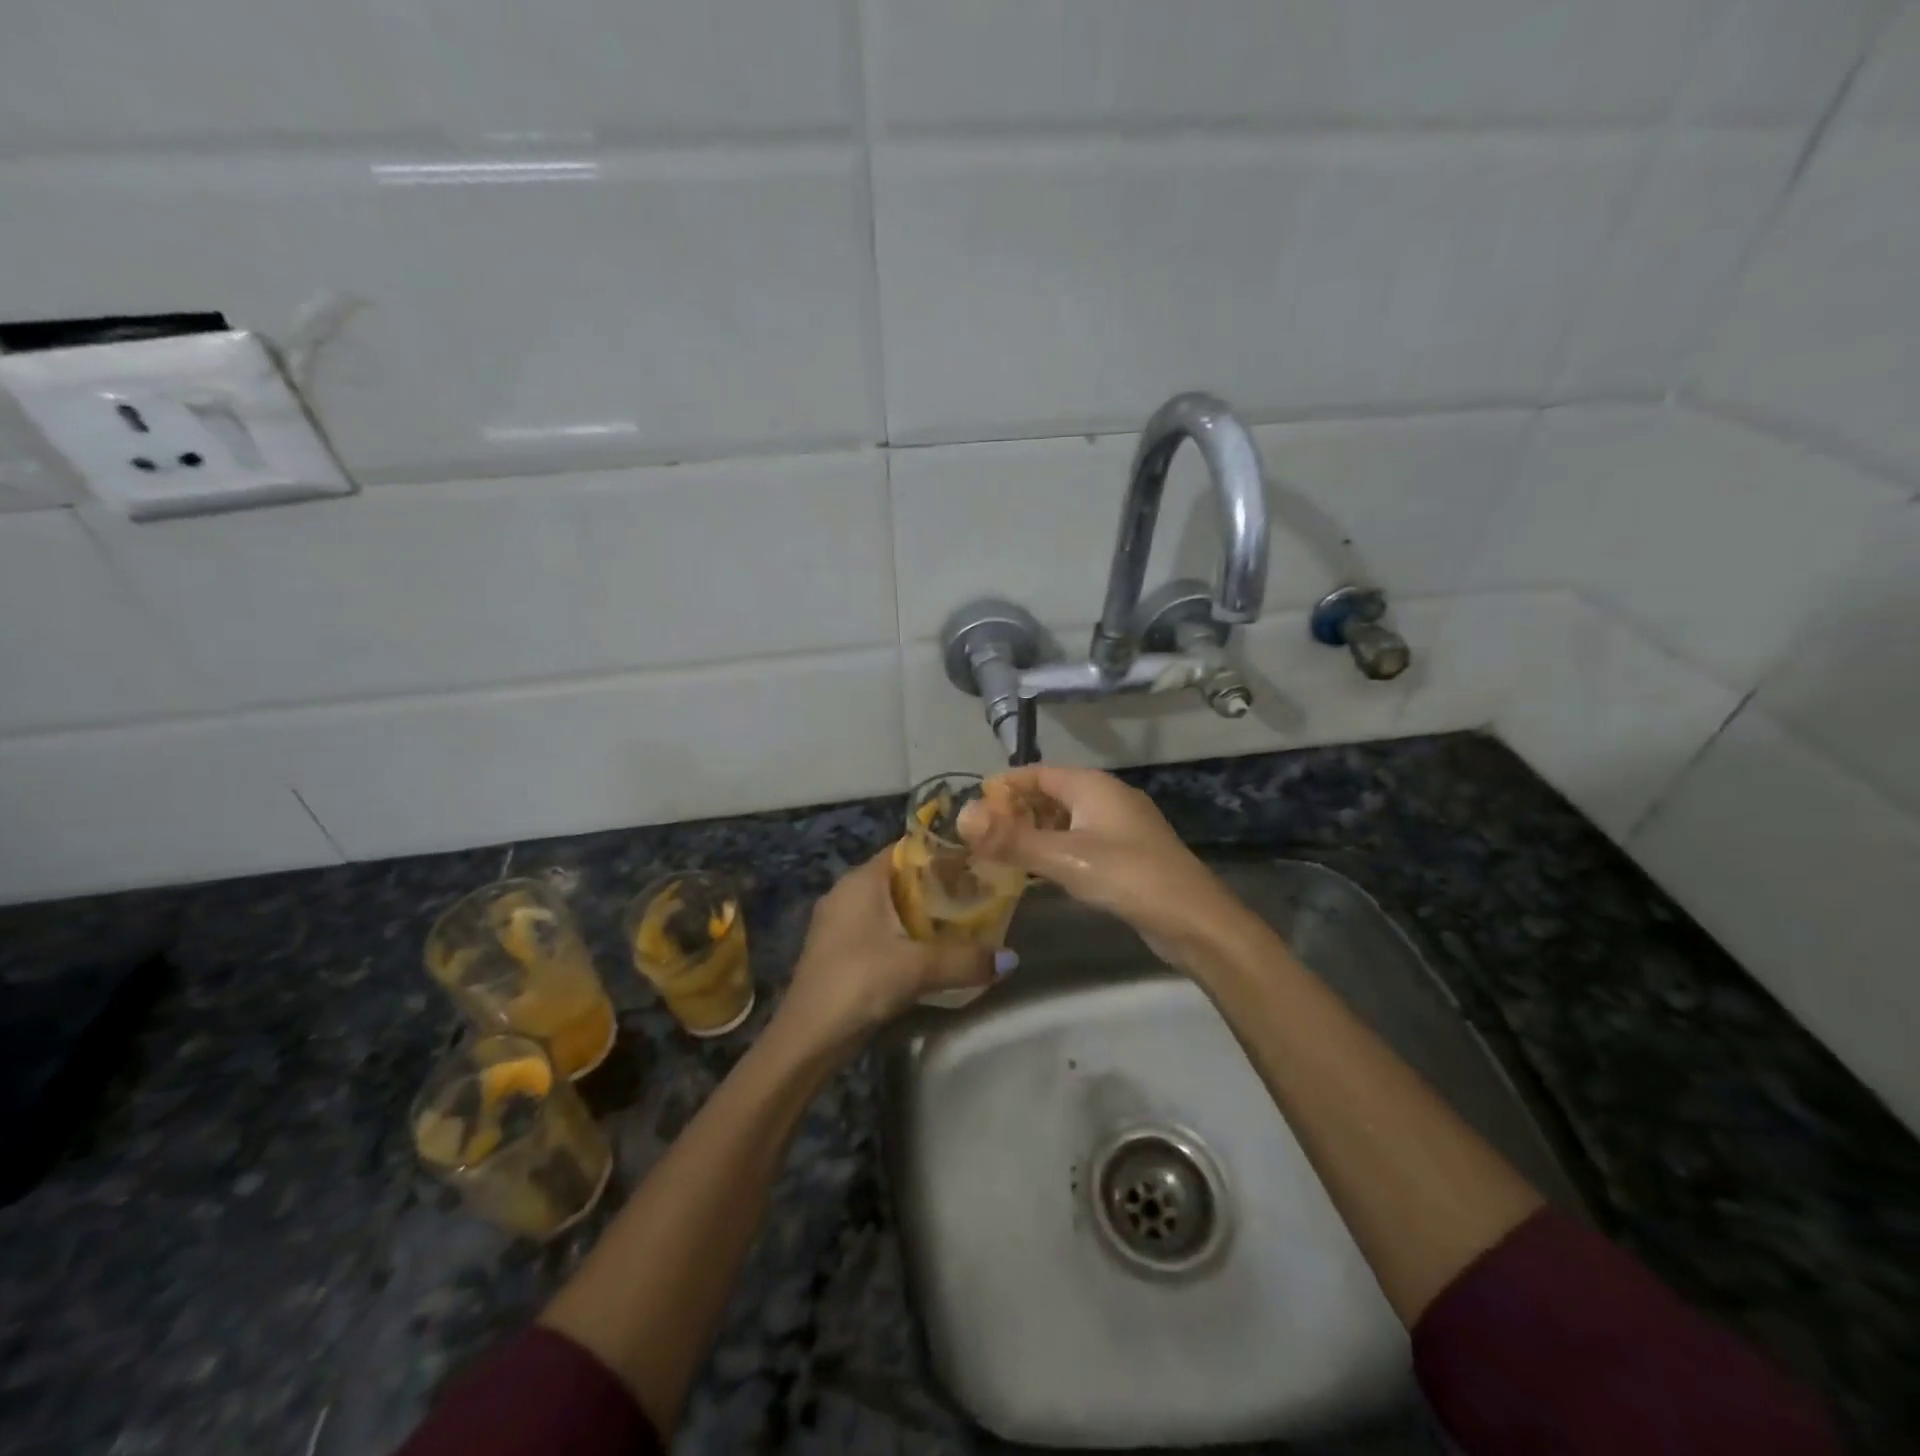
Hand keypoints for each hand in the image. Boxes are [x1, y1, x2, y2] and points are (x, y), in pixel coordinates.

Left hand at [773, 850, 997, 1050]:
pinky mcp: (839, 948)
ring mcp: (840, 921)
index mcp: (861, 880)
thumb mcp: (917, 968)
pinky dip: (905, 933)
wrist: (806, 1038)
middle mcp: (848, 892)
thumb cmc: (858, 982)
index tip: (977, 862)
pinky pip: (880, 928)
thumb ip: (965, 960)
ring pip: (891, 905)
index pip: (907, 849)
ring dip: (922, 913)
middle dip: (938, 885)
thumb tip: (1011, 959)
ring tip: (963, 922)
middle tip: (978, 895)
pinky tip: (930, 951)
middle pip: (901, 877)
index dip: (942, 852)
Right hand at [958, 765, 1251, 969]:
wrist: (1194, 920)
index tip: (972, 808)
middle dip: (1016, 810)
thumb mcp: (1064, 858)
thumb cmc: (1127, 877)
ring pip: (1066, 818)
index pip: (1036, 772)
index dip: (1003, 787)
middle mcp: (1106, 797)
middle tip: (982, 836)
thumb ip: (1012, 839)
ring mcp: (1120, 825)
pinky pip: (1080, 839)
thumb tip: (961, 816)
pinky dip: (1055, 848)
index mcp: (1092, 785)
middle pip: (1051, 793)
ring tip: (1001, 853)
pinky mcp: (1126, 852)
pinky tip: (1039, 871)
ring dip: (1035, 831)